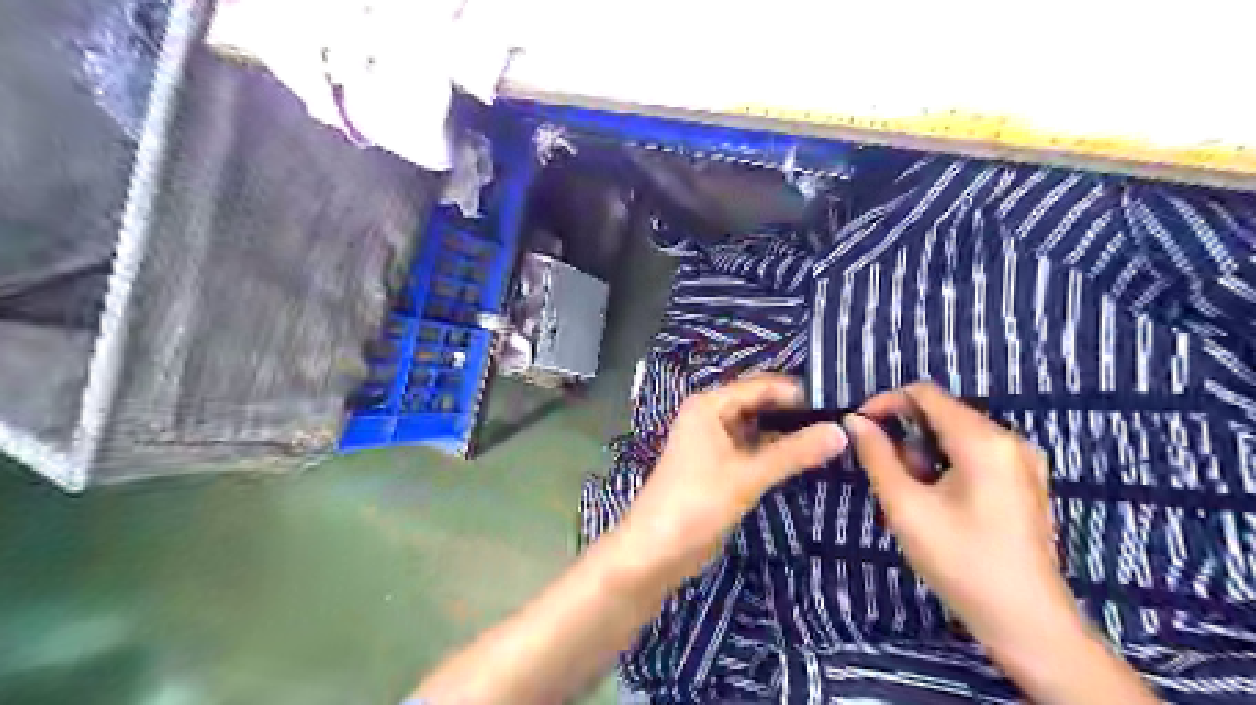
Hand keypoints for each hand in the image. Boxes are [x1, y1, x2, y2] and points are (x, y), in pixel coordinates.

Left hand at [621, 375, 848, 583]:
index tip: (840, 402)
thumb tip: (842, 432)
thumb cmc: (697, 502)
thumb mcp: (748, 475)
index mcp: (710, 405)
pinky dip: (776, 451)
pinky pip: (753, 449)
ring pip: (758, 427)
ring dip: (788, 432)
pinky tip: (807, 456)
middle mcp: (711, 415)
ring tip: (834, 434)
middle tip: (843, 418)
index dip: (799, 392)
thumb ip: (794, 452)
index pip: (762, 386)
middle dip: (796, 411)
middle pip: (760, 404)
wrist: (656, 549)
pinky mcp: (719, 466)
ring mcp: (714, 441)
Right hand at [849, 384, 1084, 658]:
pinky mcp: (1024, 481)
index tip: (859, 426)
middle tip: (885, 471)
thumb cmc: (961, 561)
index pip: (926, 394)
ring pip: (956, 435)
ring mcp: (1022, 461)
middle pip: (942, 413)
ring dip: (923, 453)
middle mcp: (1009, 439)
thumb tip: (854, 421)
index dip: (886, 402)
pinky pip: (974, 454)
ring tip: (912, 494)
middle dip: (905, 434)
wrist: (1026, 623)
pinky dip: (945, 465)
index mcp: (984, 440)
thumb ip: (876, 456)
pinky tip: (938, 501)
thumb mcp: (906, 506)